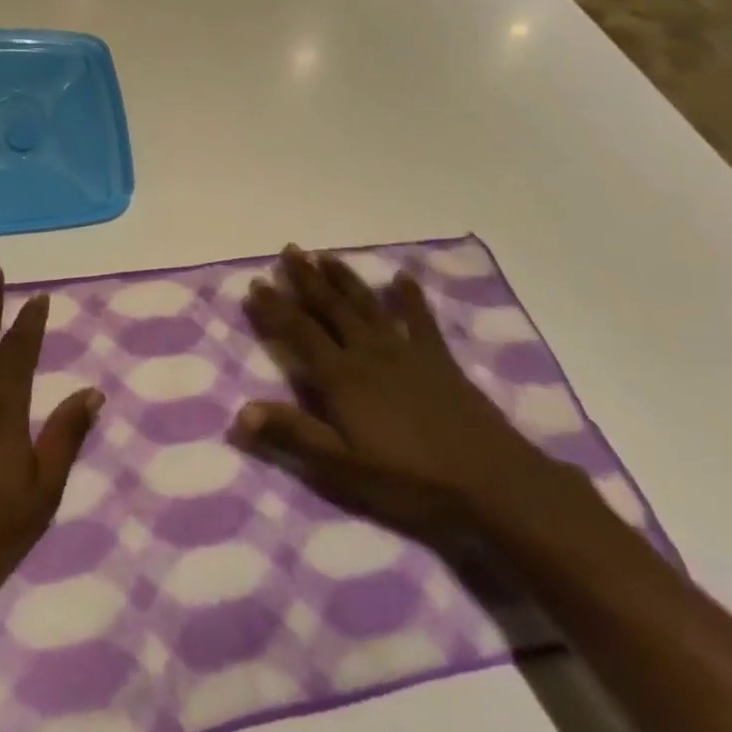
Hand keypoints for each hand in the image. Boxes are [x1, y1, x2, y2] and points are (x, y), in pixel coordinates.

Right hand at [232, 246, 561, 548]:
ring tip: (326, 255)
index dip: (275, 308)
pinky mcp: (439, 359)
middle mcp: (369, 353)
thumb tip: (241, 411)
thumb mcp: (343, 467)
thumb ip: (294, 435)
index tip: (255, 283)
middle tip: (289, 250)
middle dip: (306, 279)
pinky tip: (402, 277)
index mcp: (342, 378)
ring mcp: (406, 352)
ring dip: (344, 278)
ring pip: (368, 305)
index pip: (299, 333)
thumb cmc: (410, 480)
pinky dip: (410, 296)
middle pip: (331, 308)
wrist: (490, 481)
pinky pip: (421, 319)